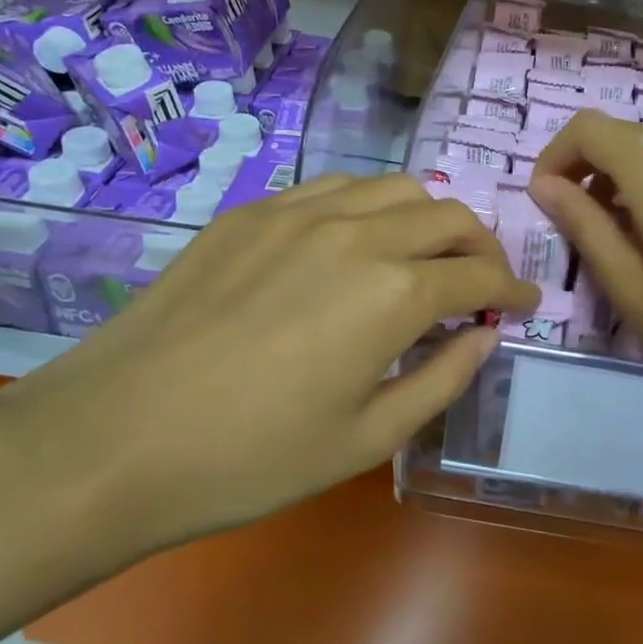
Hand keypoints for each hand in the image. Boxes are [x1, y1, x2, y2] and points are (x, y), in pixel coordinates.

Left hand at [0, 174, 538, 567]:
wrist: (114, 436)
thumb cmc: (251, 457)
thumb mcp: (366, 438)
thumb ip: (442, 379)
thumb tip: (486, 337)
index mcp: (394, 293)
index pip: (480, 277)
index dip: (514, 290)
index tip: (528, 304)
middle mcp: (358, 232)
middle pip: (449, 215)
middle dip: (482, 247)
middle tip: (483, 283)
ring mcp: (300, 211)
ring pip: (395, 187)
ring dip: (429, 216)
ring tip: (426, 255)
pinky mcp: (253, 210)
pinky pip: (335, 186)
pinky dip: (370, 206)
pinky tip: (357, 241)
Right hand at [528, 112, 642, 515]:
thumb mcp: (634, 294)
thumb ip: (584, 228)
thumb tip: (545, 185)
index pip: (589, 129)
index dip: (556, 156)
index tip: (548, 200)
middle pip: (628, 138)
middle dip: (592, 172)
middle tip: (586, 231)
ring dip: (633, 183)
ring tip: (635, 244)